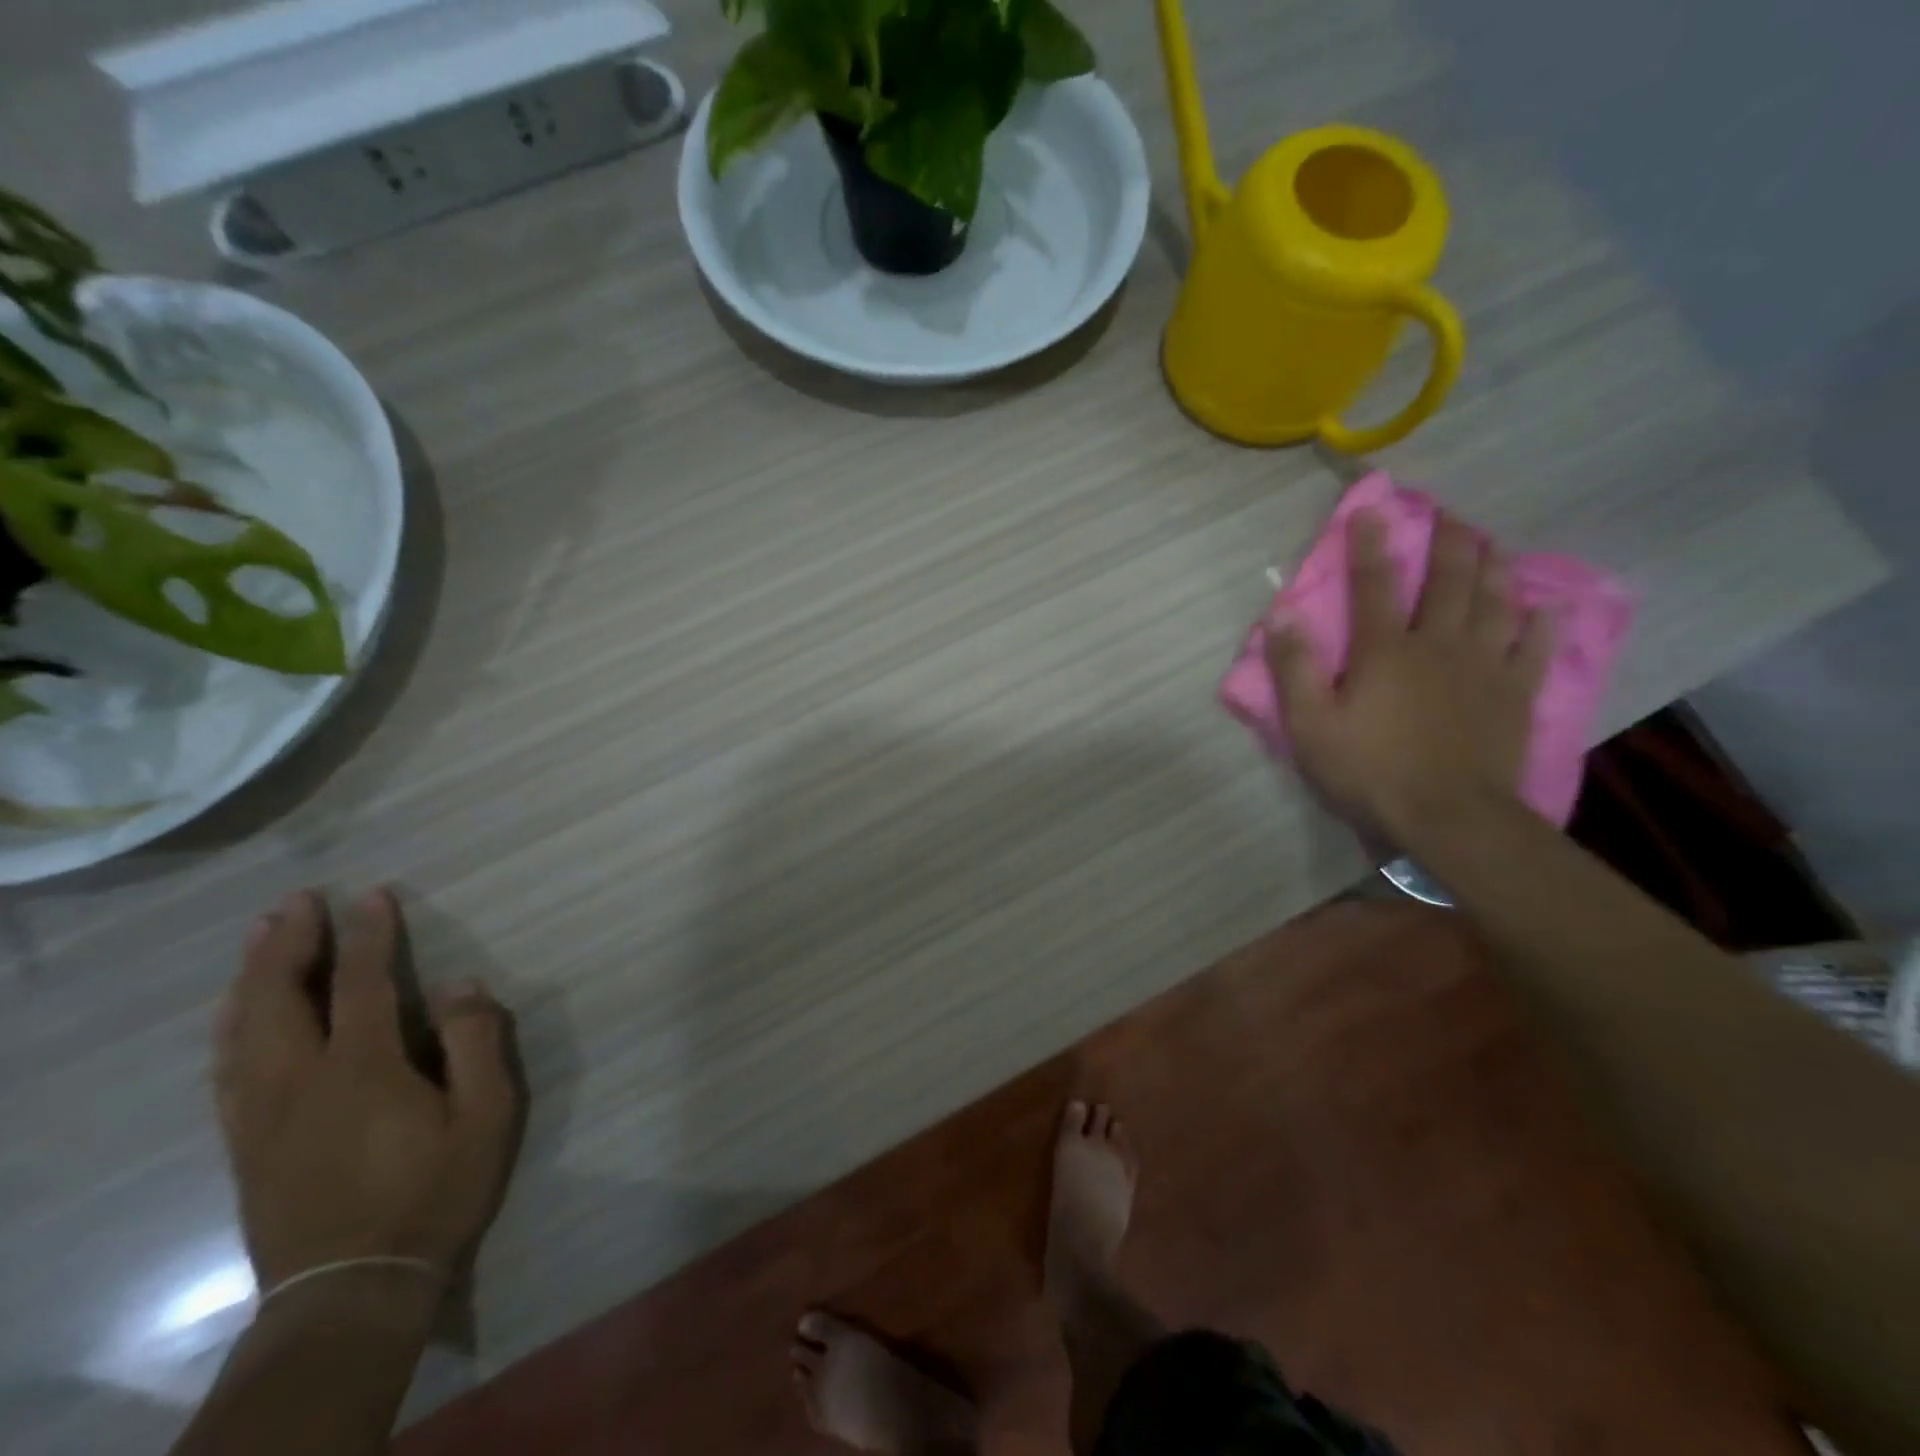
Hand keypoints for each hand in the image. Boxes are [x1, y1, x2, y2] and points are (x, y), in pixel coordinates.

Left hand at [213, 888, 521, 1292]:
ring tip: (259, 938)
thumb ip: (476, 1041)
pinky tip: (237, 1013)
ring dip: (250, 976)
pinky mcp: (245, 1143)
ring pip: (241, 1030)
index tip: (371, 895)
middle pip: (280, 998)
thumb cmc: (435, 1191)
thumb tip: (460, 982)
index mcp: (362, 1069)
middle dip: (286, 944)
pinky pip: (226, 1069)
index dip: (367, 935)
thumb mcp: (486, 1113)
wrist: (353, 1287)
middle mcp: (299, 1081)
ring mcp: (261, 1114)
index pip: (361, 983)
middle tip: (296, 901)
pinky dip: (230, 1026)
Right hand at [1265, 509, 1553, 844]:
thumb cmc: (1370, 771)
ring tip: (1493, 545)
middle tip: (1450, 514)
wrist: (1449, 817)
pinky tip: (1546, 606)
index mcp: (1385, 650)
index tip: (1370, 509)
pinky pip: (1535, 647)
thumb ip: (1294, 668)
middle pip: (1449, 581)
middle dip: (1448, 543)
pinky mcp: (1515, 694)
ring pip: (1496, 603)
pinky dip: (1542, 622)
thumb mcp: (1310, 725)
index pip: (1373, 584)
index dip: (1369, 544)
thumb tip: (1280, 615)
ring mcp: (1483, 667)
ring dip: (1494, 568)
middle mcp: (1438, 644)